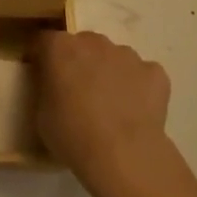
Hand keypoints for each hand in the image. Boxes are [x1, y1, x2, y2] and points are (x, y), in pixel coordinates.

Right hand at [31, 31, 172, 194]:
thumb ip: (45, 89)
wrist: (124, 155)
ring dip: (108, 72)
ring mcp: (127, 55)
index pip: (44, 41)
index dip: (43, 57)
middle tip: (78, 92)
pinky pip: (142, 74)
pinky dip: (137, 86)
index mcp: (60, 48)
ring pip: (113, 57)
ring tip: (110, 105)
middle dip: (79, 62)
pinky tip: (135, 111)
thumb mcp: (41, 114)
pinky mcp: (155, 72)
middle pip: (82, 44)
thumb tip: (53, 85)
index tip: (43, 76)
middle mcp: (93, 42)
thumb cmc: (73, 135)